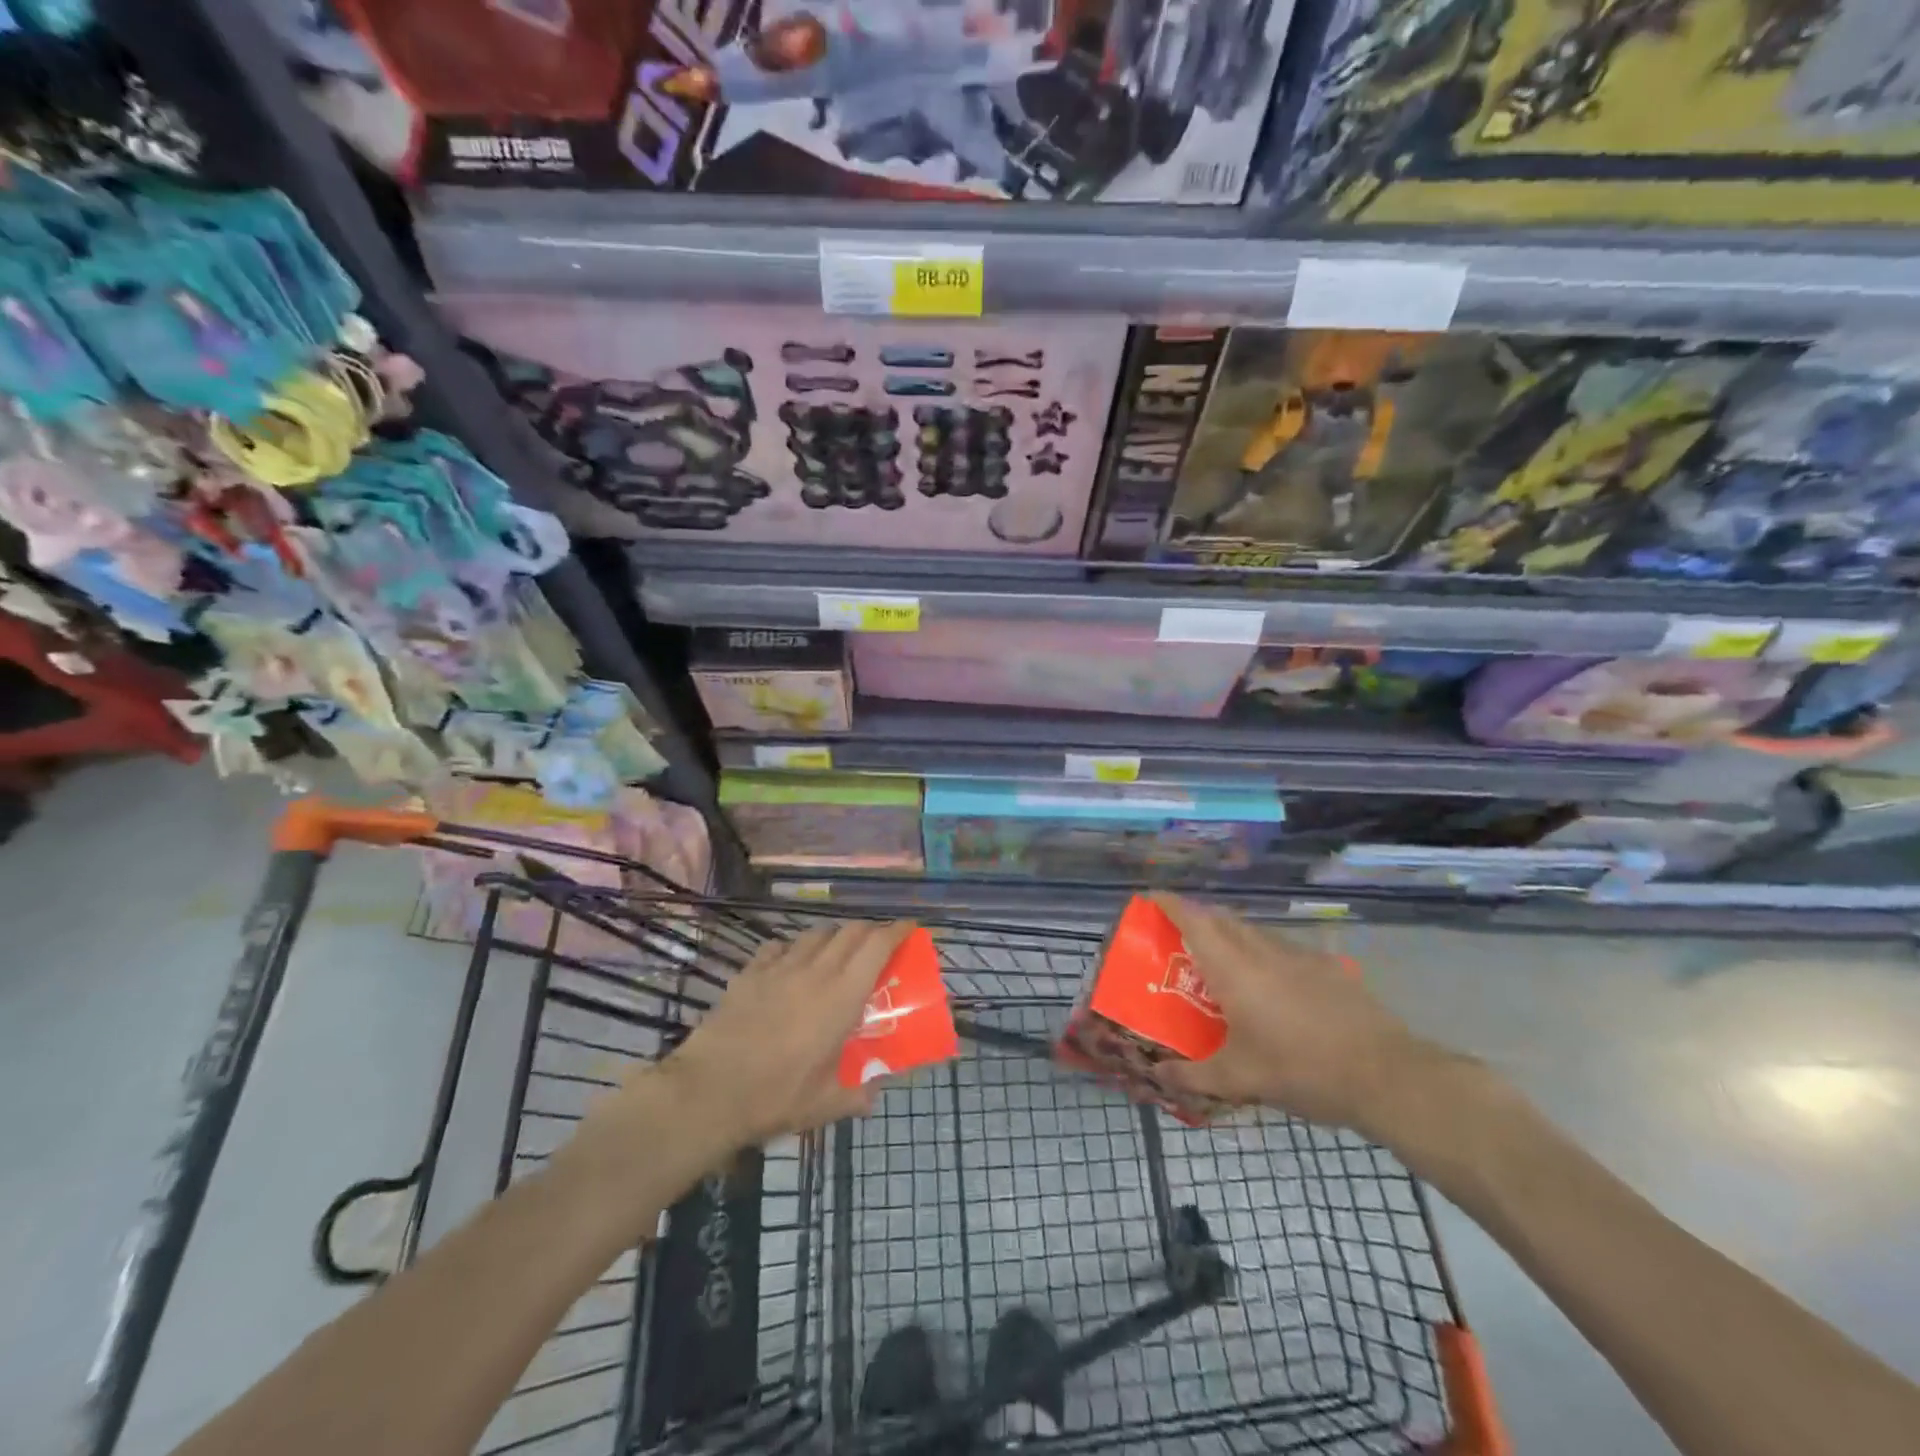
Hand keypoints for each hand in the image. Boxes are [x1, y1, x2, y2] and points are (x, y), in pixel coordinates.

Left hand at [658, 919, 916, 1145]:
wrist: (709, 1091)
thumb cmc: (776, 1096)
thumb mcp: (826, 1104)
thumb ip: (857, 1095)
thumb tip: (874, 1093)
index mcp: (842, 996)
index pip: (877, 945)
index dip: (896, 930)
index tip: (910, 928)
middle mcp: (815, 970)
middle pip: (850, 931)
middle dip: (869, 931)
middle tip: (877, 946)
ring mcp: (779, 967)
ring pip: (815, 933)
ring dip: (833, 937)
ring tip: (835, 954)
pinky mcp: (750, 973)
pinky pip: (778, 947)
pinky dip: (793, 949)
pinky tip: (789, 965)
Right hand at [1150, 895, 1445, 1135]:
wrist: (1386, 1075)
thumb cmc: (1301, 1070)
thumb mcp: (1240, 1080)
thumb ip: (1194, 1075)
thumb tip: (1159, 1074)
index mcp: (1234, 969)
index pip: (1194, 920)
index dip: (1169, 903)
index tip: (1150, 898)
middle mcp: (1263, 951)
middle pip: (1223, 919)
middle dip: (1198, 919)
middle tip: (1180, 939)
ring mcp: (1300, 956)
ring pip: (1255, 933)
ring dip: (1233, 937)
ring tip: (1224, 965)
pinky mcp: (1329, 969)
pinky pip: (1285, 950)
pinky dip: (1266, 956)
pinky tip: (1276, 988)